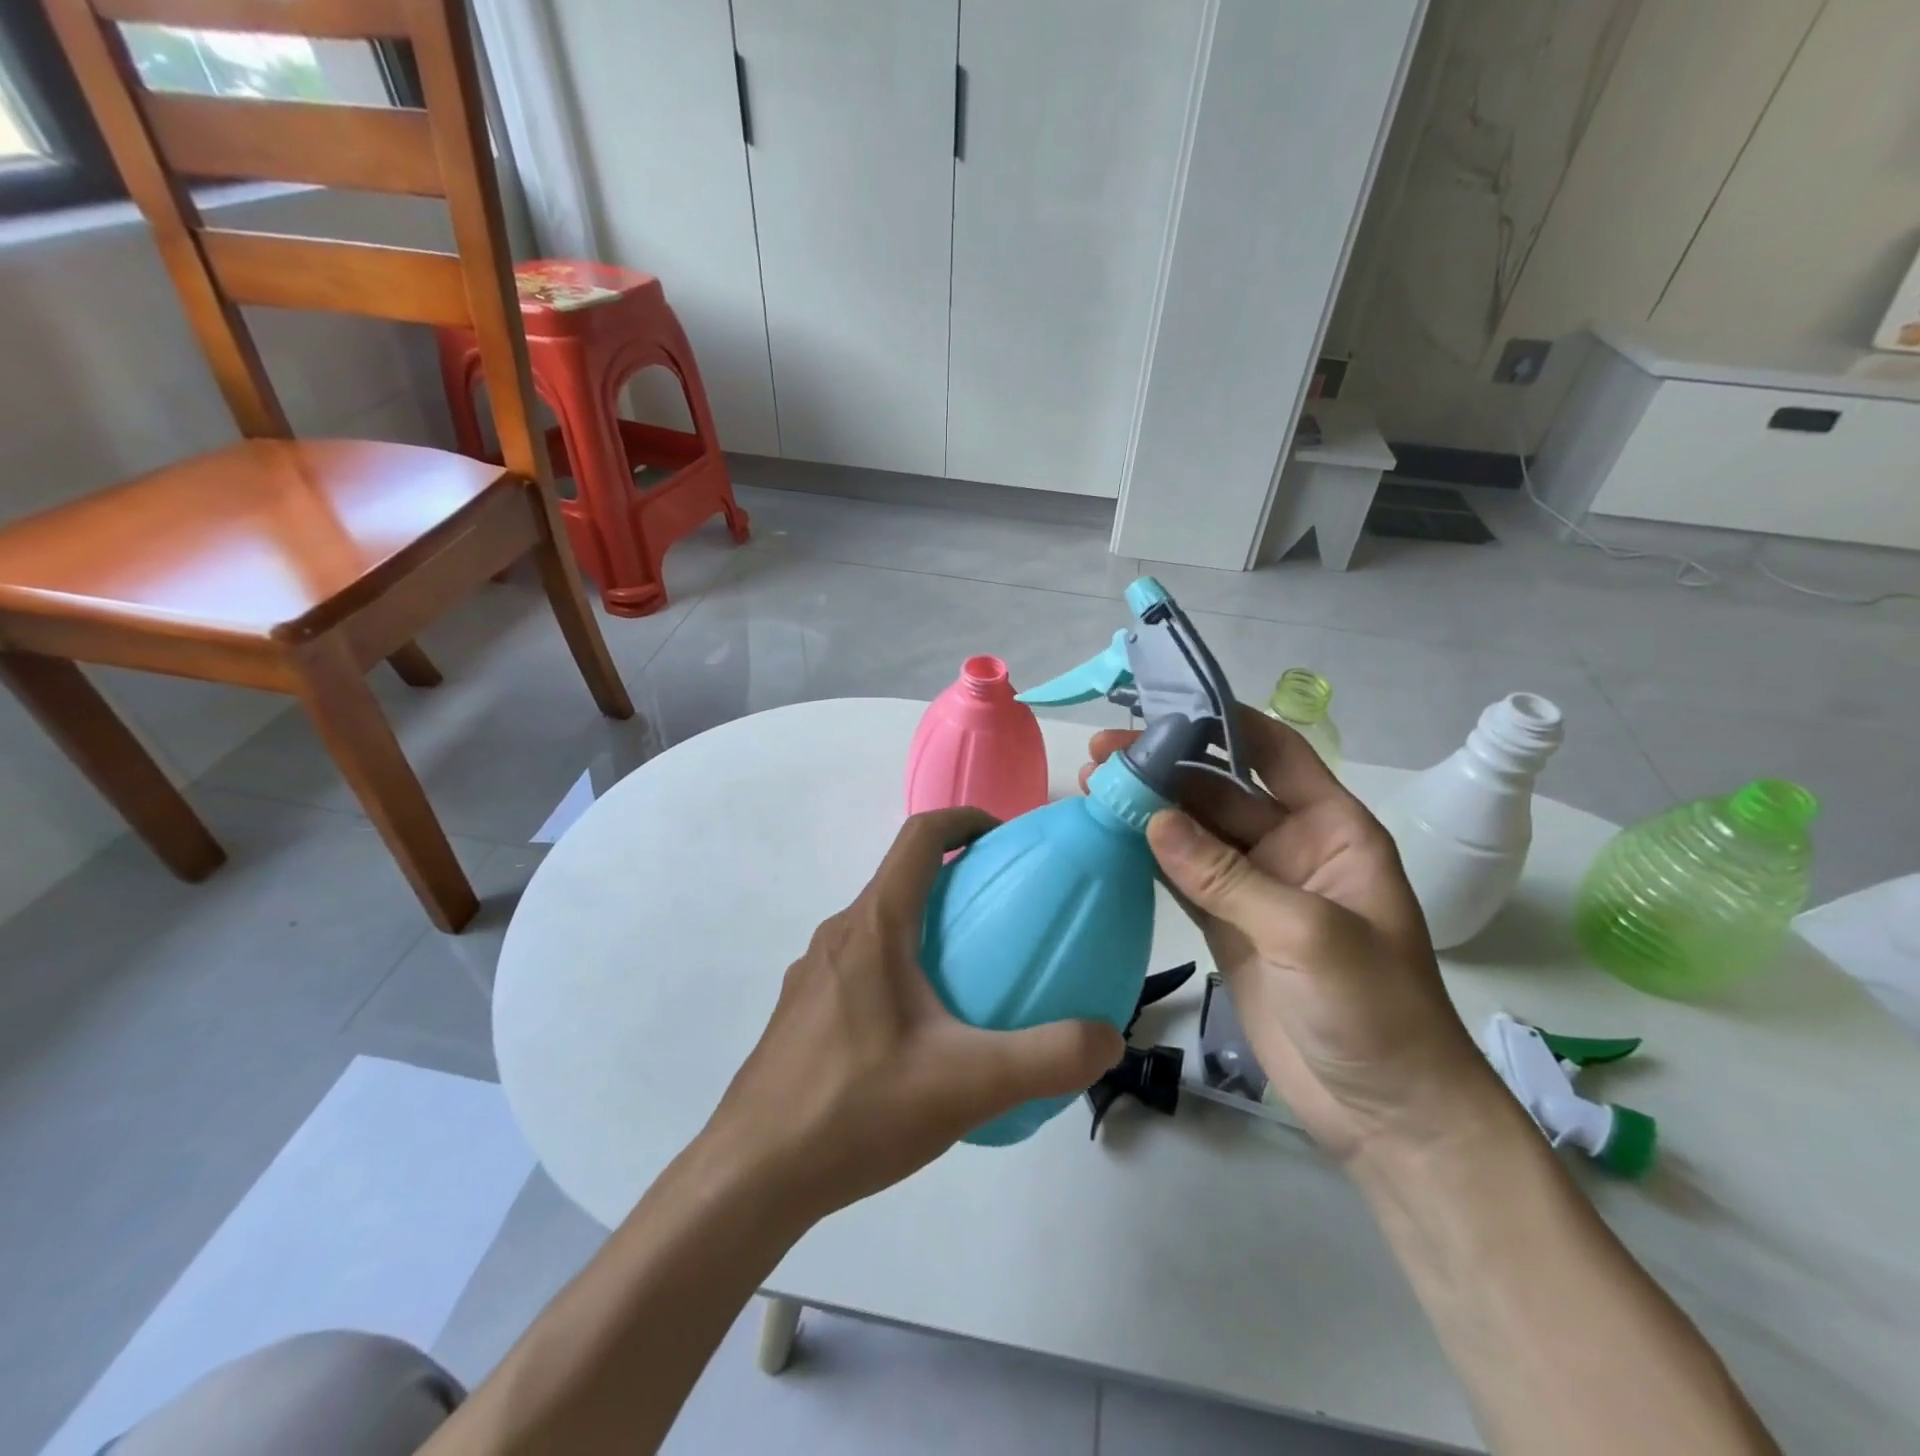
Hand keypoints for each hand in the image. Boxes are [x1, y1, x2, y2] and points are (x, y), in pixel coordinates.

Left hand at [705, 808, 1122, 1224]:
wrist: (751, 1176)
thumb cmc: (857, 1110)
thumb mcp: (967, 1085)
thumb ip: (1047, 1058)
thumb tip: (1107, 1037)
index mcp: (874, 927)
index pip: (920, 837)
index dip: (965, 819)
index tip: (1006, 839)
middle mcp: (837, 935)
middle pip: (900, 877)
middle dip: (955, 877)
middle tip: (1004, 914)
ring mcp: (812, 973)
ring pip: (879, 923)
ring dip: (925, 925)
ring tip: (968, 974)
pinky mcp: (801, 1010)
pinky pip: (860, 963)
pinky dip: (899, 965)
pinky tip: (919, 1032)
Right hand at [1083, 710, 1498, 1164]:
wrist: (1388, 1114)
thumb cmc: (1376, 1012)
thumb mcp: (1308, 934)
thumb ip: (1227, 876)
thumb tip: (1152, 819)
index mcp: (1332, 829)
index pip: (1276, 753)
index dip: (1224, 723)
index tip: (1164, 707)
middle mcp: (1291, 847)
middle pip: (1219, 792)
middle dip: (1165, 770)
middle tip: (1102, 755)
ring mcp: (1254, 888)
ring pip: (1193, 834)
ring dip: (1148, 810)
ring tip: (1092, 786)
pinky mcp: (1227, 927)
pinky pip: (1182, 878)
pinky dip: (1147, 857)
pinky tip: (1109, 836)